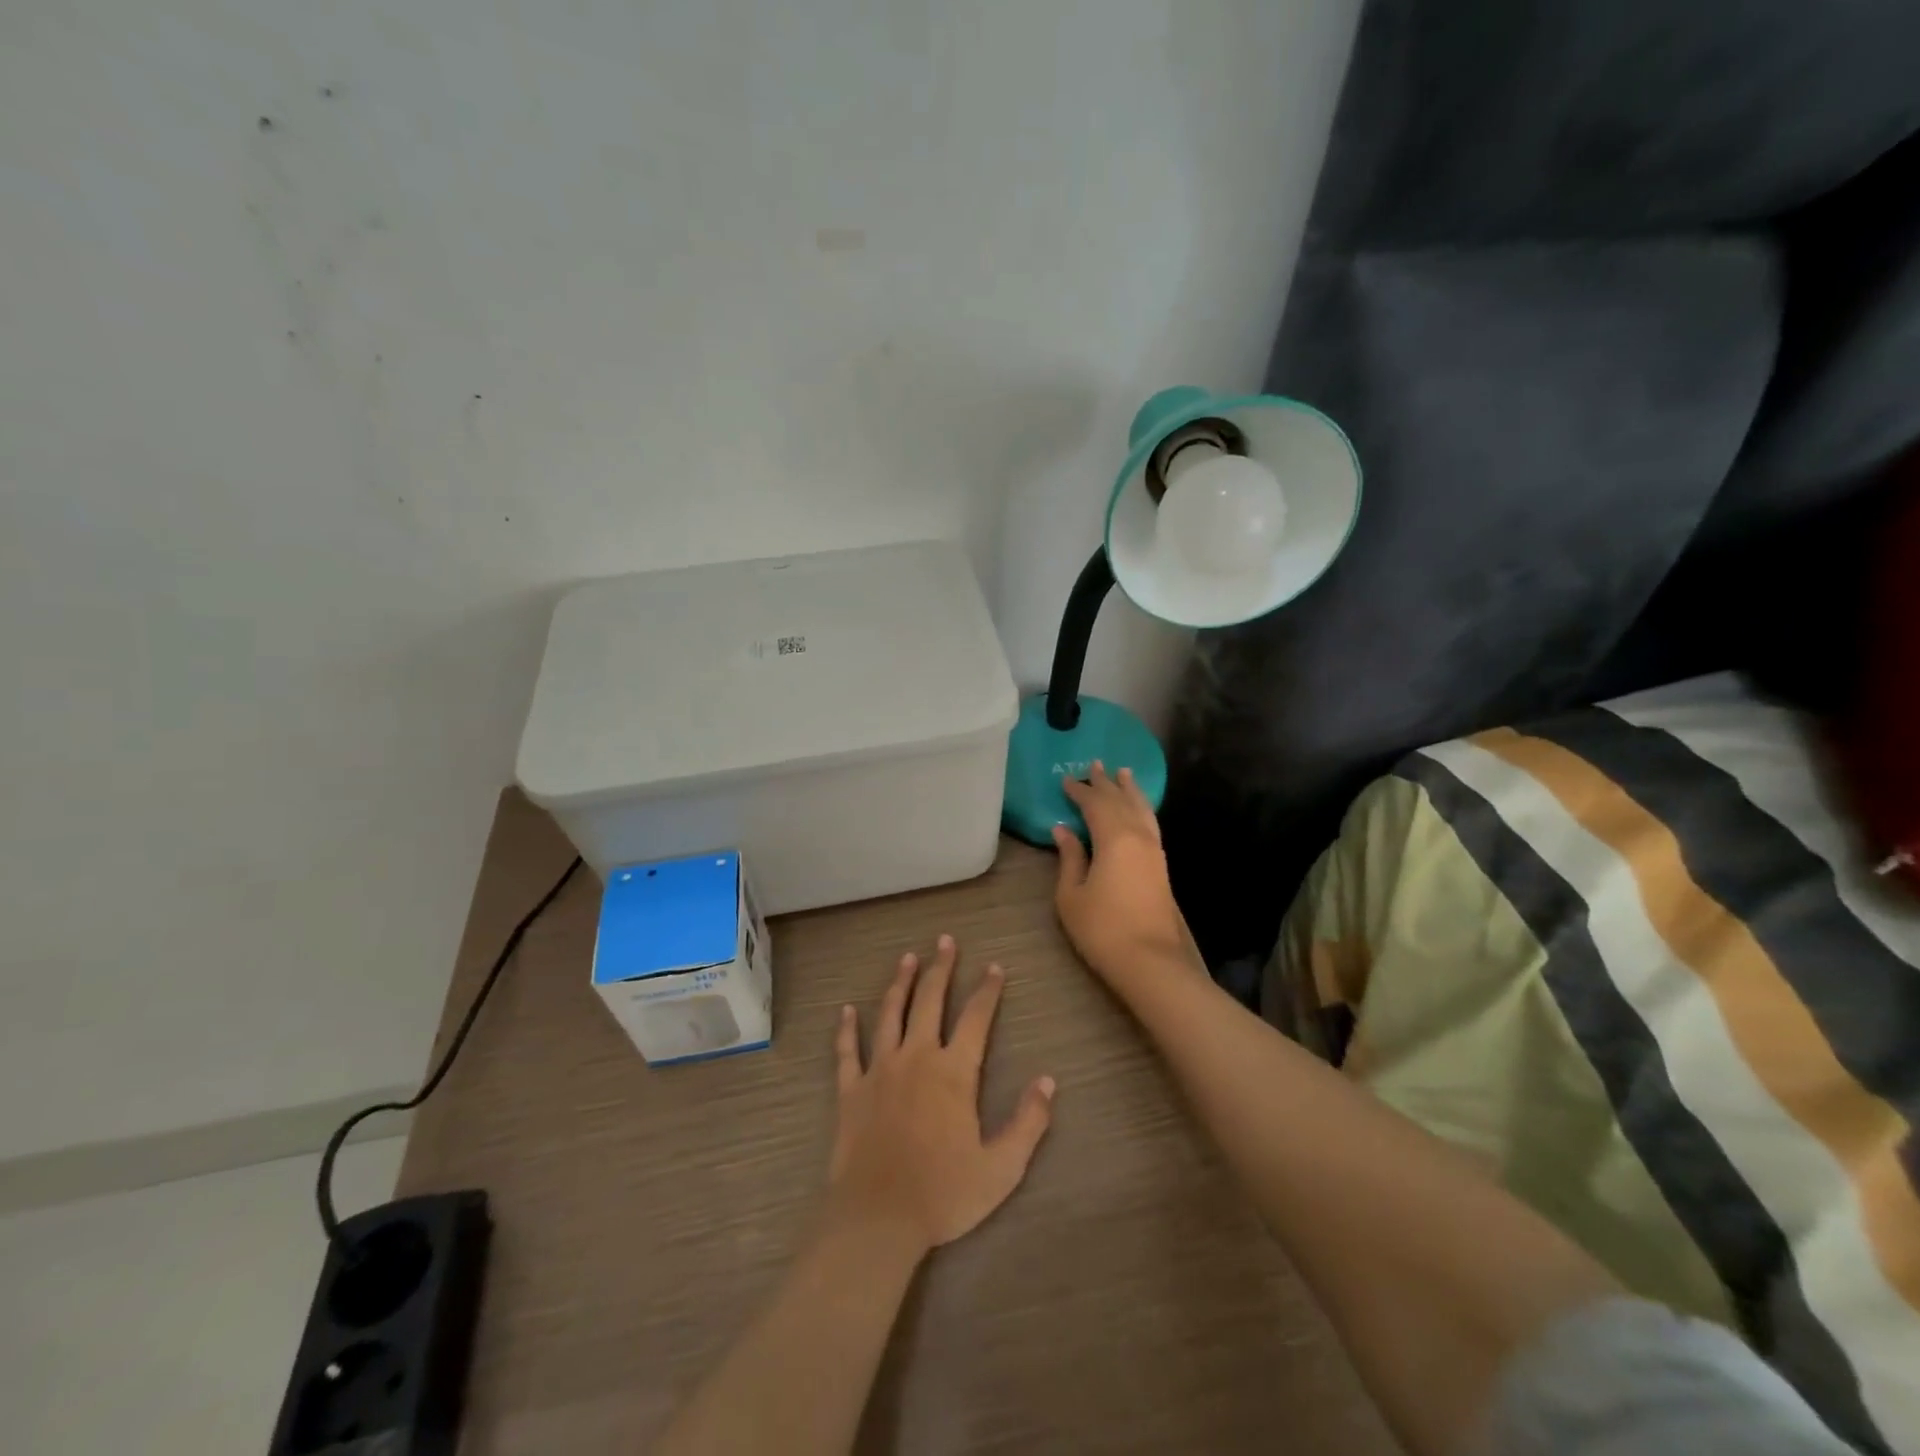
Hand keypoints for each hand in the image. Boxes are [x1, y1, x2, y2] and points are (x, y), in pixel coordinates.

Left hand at [826, 935, 1055, 1258]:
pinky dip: (846, 1029)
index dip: (987, 990)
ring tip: (907, 958)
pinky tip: (846, 1011)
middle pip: (930, 1000)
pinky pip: (847, 1051)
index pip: (976, 1018)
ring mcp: (879, 1069)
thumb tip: (1048, 1081)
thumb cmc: (943, 1194)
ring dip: (900, 983)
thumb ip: (1028, 1122)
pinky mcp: (850, 1089)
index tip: (995, 967)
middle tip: (946, 941)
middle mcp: (917, 1057)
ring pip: (890, 1013)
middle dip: (941, 968)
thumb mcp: (1002, 1168)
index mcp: (954, 1072)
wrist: (877, 1218)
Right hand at [1052, 763, 1199, 986]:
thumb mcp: (1071, 895)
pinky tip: (1138, 810)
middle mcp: (1138, 837)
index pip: (1095, 804)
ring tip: (1124, 773)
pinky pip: (1150, 824)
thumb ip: (1069, 858)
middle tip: (1095, 764)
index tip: (1066, 780)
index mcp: (1113, 838)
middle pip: (1121, 801)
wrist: (1150, 961)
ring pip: (1142, 809)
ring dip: (1130, 790)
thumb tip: (1063, 830)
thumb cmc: (1102, 929)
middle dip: (1106, 783)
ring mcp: (1154, 851)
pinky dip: (1142, 809)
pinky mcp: (1161, 866)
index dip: (1079, 791)